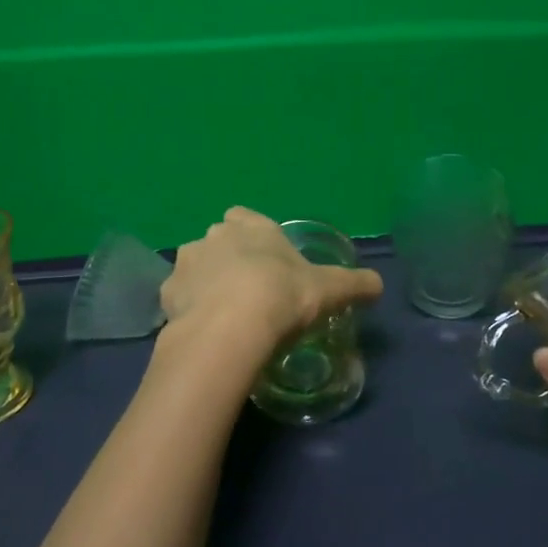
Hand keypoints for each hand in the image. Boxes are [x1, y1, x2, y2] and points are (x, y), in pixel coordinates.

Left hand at [161, 207, 383, 362]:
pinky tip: (206, 330)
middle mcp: (214, 235)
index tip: (266, 260)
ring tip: (226, 315)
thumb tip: (379, 284)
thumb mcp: (329, 290)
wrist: (230, 329)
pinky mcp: (168, 294)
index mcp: (251, 226)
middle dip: (229, 259)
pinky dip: (189, 309)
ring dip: (206, 283)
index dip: (253, 235)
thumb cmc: (282, 296)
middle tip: (250, 291)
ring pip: (196, 267)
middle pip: (219, 241)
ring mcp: (187, 262)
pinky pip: (180, 297)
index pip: (244, 216)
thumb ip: (354, 284)